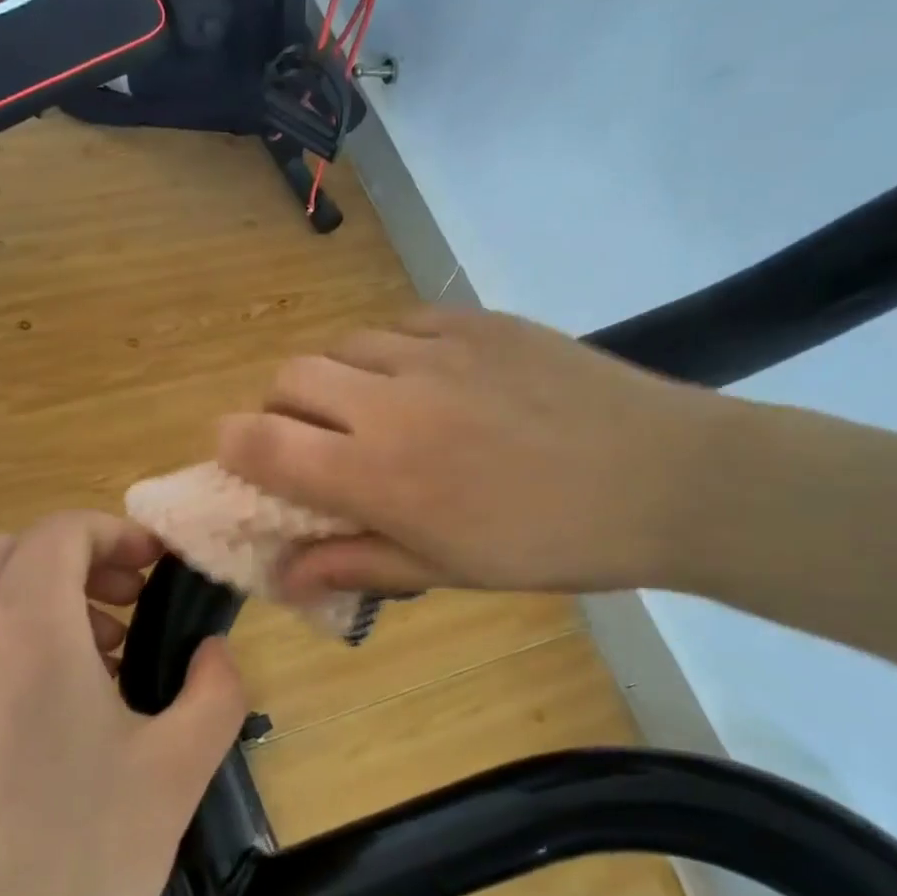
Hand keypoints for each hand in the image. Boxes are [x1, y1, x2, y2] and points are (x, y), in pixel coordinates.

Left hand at [0, 509, 244, 895]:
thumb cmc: (78, 862)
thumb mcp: (177, 770)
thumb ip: (215, 691)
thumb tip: (214, 654)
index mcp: (25, 627)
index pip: (61, 531)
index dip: (117, 533)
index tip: (161, 569)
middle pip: (14, 550)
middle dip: (79, 557)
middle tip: (133, 602)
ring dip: (47, 597)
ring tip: (108, 657)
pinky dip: (17, 638)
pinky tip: (65, 711)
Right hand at [217, 308, 726, 596]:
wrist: (664, 477)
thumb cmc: (549, 543)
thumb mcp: (447, 569)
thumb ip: (355, 564)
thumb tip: (284, 575)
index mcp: (377, 475)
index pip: (259, 442)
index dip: (232, 447)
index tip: (242, 459)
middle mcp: (388, 402)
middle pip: (287, 378)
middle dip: (281, 409)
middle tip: (316, 440)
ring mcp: (433, 350)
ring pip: (341, 345)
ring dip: (336, 380)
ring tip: (376, 409)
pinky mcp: (473, 319)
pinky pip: (398, 324)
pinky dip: (389, 352)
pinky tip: (427, 379)